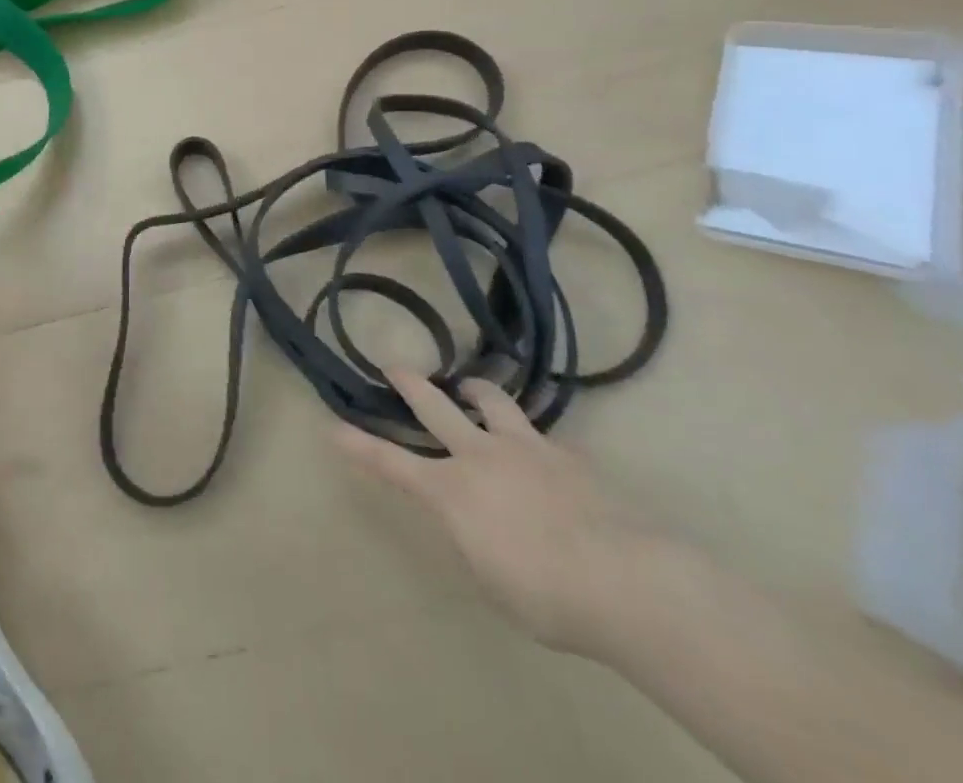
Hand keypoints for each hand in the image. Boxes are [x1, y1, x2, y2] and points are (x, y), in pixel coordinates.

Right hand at [337, 372, 654, 657]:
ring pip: (492, 401)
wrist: (628, 582)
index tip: (334, 427)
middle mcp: (480, 456)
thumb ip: (474, 542)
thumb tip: (476, 525)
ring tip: (470, 386)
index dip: (360, 446)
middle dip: (410, 383)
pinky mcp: (568, 456)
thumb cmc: (548, 597)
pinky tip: (547, 458)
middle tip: (395, 365)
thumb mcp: (492, 581)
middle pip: (435, 406)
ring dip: (475, 390)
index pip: (392, 463)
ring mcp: (526, 449)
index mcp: (451, 491)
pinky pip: (543, 438)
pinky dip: (533, 441)